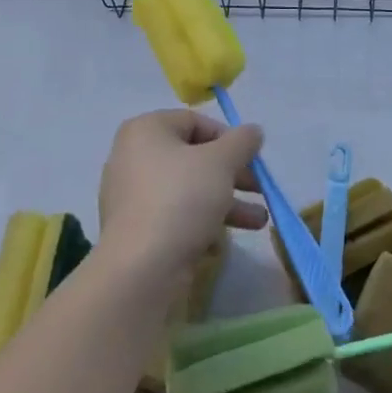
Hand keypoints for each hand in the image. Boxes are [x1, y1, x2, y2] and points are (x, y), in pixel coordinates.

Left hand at [97, 109, 267, 277]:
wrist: (140, 270)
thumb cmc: (181, 199)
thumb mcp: (221, 162)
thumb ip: (242, 141)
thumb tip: (253, 131)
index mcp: (146, 131)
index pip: (195, 122)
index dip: (229, 138)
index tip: (251, 159)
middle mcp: (133, 158)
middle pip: (194, 158)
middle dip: (233, 175)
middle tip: (260, 189)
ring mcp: (131, 197)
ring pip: (188, 191)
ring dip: (226, 203)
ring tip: (258, 222)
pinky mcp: (136, 232)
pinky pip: (175, 218)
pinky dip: (200, 225)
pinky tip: (219, 244)